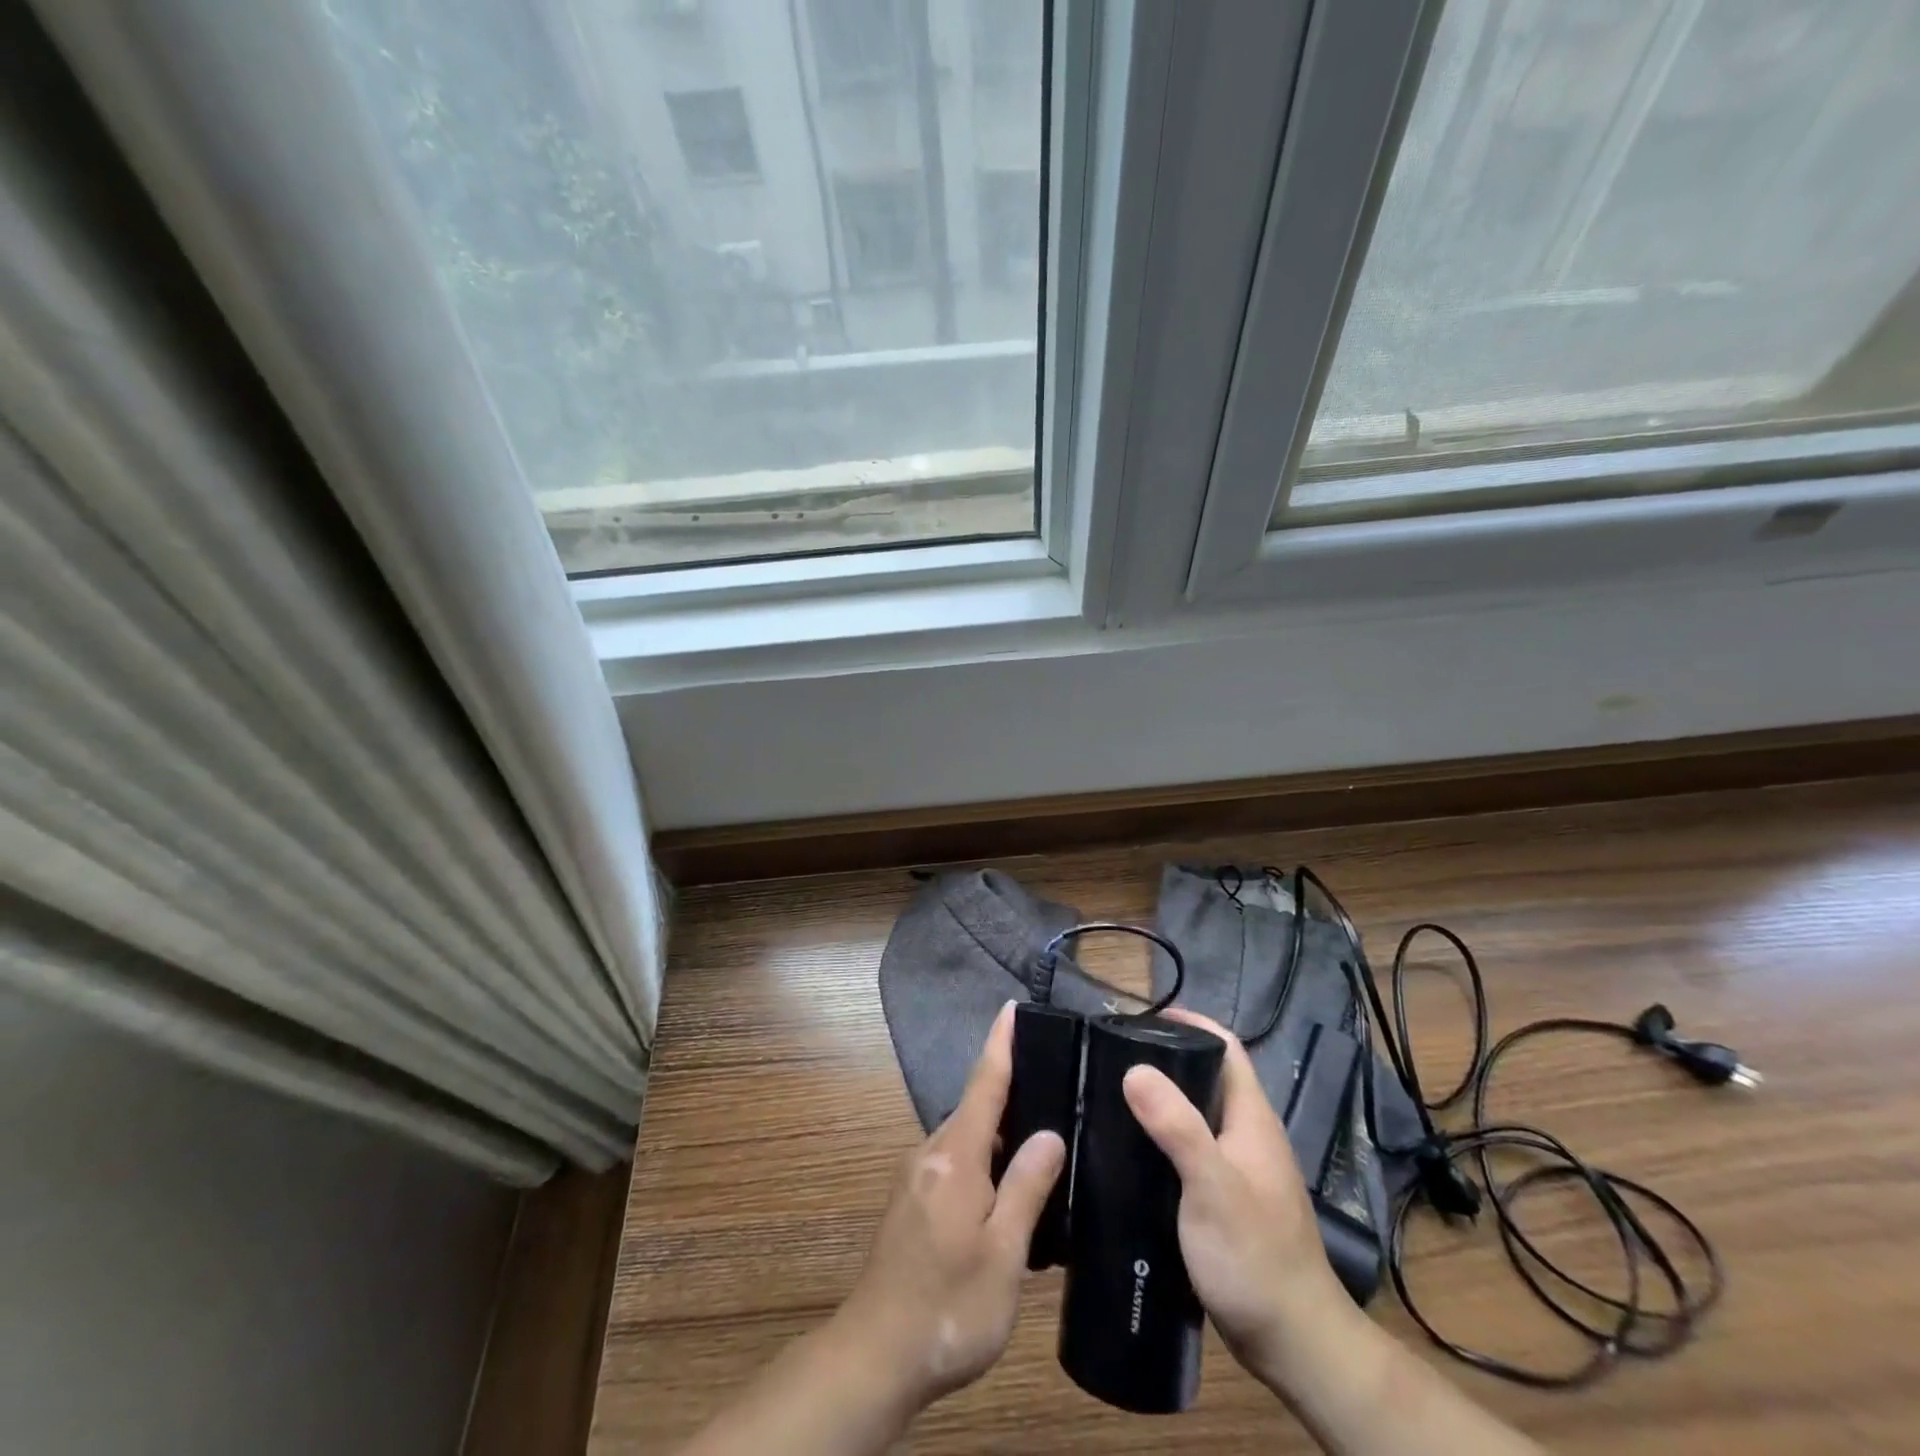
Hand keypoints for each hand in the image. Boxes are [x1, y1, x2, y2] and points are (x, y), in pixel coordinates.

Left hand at [836, 1001, 1066, 1412]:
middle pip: (976, 1108)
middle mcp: (931, 1154)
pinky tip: (1009, 1187)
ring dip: (999, 1132)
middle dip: (1010, 1090)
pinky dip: (985, 1160)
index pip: (984, 1083)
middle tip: (1055, 1084)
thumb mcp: (1003, 1253)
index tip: (1011, 1008)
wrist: (876, 1355)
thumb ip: (1026, 1187)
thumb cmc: (948, 1304)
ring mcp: (917, 1178)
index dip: (1000, 1044)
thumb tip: (1048, 1134)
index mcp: (955, 1156)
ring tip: (1042, 1137)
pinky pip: (956, 1163)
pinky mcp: (912, 1202)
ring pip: (967, 1138)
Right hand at [1121, 1009, 1349, 1381]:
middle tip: (1111, 1056)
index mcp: (1252, 1118)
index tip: (1139, 1017)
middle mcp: (1248, 1133)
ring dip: (1161, 1099)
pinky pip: (1190, 1148)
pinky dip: (1162, 1136)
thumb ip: (1177, 1127)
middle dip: (1165, 1057)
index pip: (1225, 1047)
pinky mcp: (1226, 1198)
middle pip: (1207, 1076)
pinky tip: (1131, 1150)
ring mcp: (1239, 1168)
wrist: (1293, 1342)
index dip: (1189, 1022)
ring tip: (1110, 1096)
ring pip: (1196, 1114)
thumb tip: (1134, 1068)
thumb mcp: (1212, 1187)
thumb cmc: (1255, 1257)